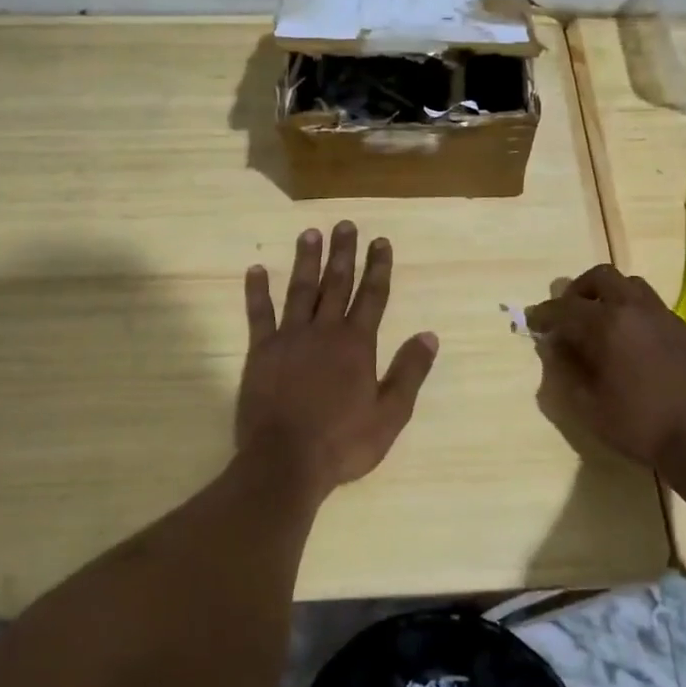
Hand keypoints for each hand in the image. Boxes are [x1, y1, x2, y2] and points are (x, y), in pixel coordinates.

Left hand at [235, 222, 439, 499]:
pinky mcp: (260, 351)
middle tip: (345, 224)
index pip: (372, 296)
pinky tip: (256, 269)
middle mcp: (325, 331)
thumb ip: (409, 372)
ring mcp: (290, 338)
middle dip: (344, 253)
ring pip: (301, 290)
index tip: (380, 241)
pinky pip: (259, 314)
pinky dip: (257, 291)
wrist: (285, 462)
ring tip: (310, 233)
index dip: (378, 267)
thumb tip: (429, 335)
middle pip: (337, 284)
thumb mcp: (390, 414)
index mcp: (357, 344)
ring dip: (306, 260)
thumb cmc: (343, 442)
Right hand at [526, 265, 685, 469]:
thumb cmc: (638, 426)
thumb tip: (555, 347)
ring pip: (630, 285)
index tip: (533, 321)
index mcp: (606, 325)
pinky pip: (651, 305)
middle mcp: (634, 309)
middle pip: (601, 277)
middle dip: (578, 290)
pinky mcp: (683, 329)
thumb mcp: (587, 406)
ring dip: (608, 295)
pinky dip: (632, 311)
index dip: (544, 313)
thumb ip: (565, 371)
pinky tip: (630, 340)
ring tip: (600, 322)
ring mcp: (663, 316)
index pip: (565, 307)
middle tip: (568, 313)